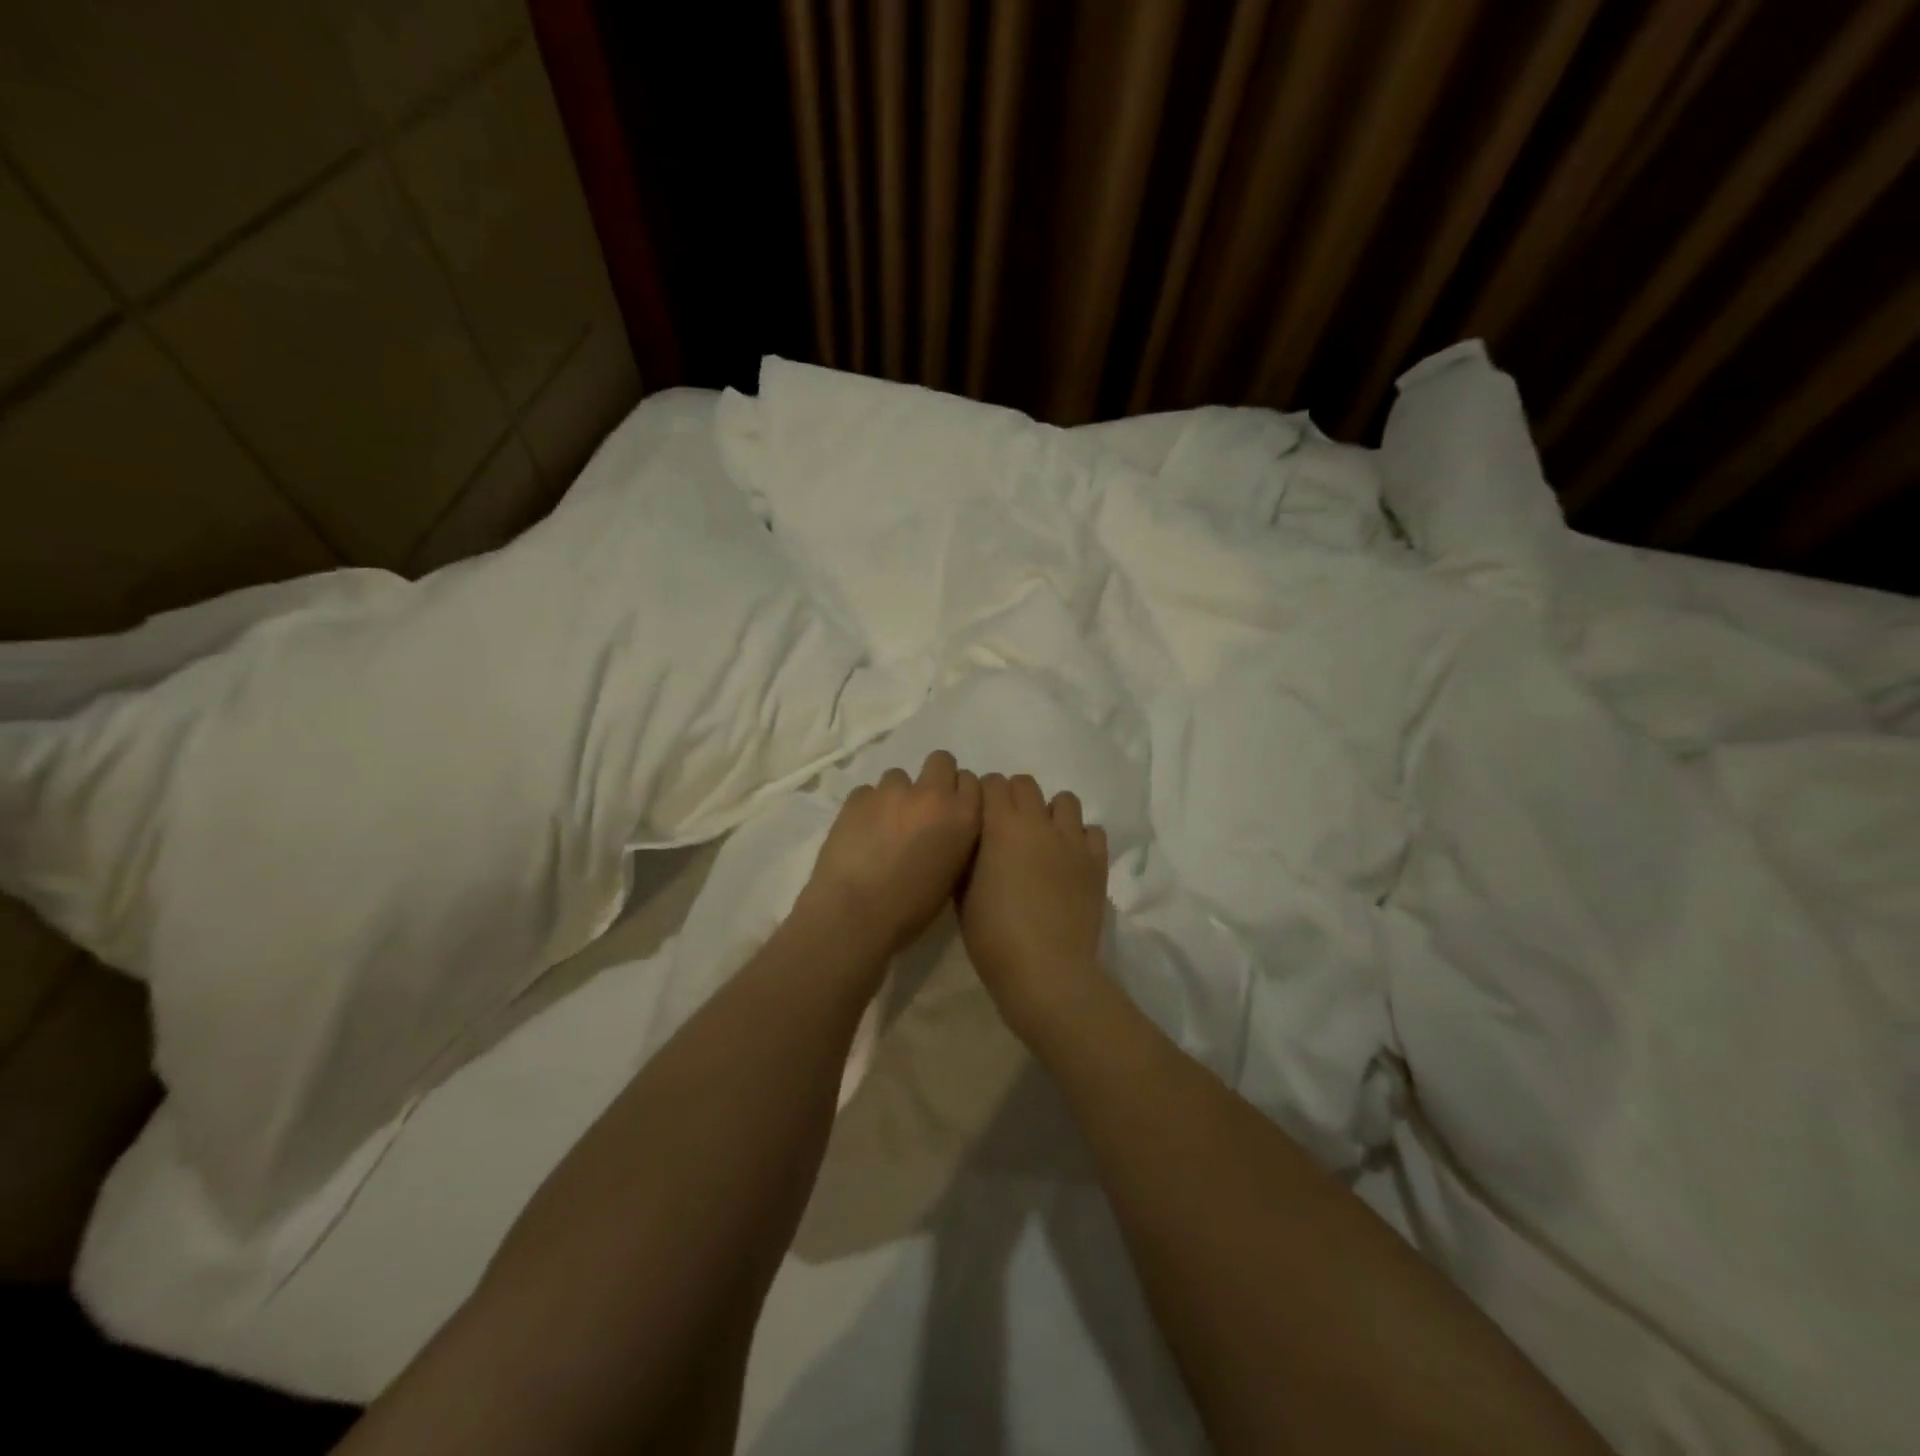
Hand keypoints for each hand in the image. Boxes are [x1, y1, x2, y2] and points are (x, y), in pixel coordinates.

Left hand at [794, 750, 982, 961]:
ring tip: (885, 826)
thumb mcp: (952, 874)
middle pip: (941, 761)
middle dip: (934, 778)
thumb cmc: (911, 908)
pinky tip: (861, 833)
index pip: (972, 781)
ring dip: (897, 795)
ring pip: (899, 776)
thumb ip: (956, 838)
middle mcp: (932, 795)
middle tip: (922, 808)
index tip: (951, 811)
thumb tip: (946, 827)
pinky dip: (867, 807)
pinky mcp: (857, 797)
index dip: (960, 794)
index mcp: (962, 817)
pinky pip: (868, 792)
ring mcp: (891, 792)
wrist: (855, 914)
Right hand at [956, 773, 1110, 1041]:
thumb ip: (969, 856)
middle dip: (1013, 797)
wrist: (1045, 970)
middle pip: (1026, 784)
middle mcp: (1038, 822)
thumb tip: (976, 840)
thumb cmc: (993, 936)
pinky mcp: (1096, 861)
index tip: (979, 816)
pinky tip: (1069, 860)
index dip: (983, 795)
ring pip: (1065, 801)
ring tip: (1042, 839)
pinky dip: (1080, 838)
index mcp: (1001, 825)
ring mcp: (1072, 840)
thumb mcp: (963, 894)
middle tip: (1006, 828)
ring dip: (1050, 813)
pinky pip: (1092, 831)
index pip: (992, 783)